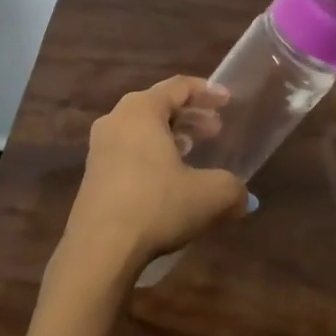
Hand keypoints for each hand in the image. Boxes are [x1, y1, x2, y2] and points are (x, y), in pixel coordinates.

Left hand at [53, 76, 249, 290]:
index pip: (177, 86)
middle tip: (215, 130)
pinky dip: (151, 154)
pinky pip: (128, 151)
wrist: (100, 248)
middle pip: (157, 105)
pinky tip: (168, 179)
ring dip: (169, 135)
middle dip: (189, 115)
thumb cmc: (156, 205)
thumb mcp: (209, 196)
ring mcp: (98, 148)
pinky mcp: (92, 175)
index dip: (206, 91)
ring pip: (140, 129)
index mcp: (141, 110)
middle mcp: (116, 120)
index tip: (228, 100)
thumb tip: (244, 199)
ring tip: (192, 151)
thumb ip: (232, 189)